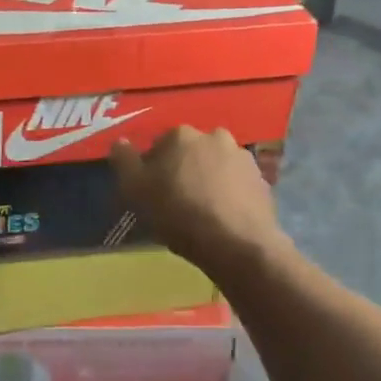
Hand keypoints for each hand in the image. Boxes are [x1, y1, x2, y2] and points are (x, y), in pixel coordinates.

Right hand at [109, 126, 288, 277]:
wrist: (238, 245)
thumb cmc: (179, 213)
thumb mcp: (136, 189)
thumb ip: (124, 161)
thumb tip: (119, 143)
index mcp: (181, 135)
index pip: (159, 146)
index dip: (153, 170)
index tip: (153, 193)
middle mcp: (214, 136)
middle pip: (190, 153)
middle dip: (183, 171)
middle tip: (177, 202)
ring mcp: (242, 158)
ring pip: (215, 167)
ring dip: (208, 181)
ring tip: (202, 213)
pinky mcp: (262, 181)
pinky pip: (236, 184)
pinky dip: (229, 195)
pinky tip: (223, 219)